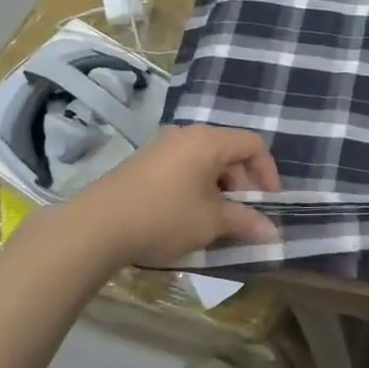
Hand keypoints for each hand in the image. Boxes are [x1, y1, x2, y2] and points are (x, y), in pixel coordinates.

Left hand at [50, 125, 281, 265]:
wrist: (95, 226)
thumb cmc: (163, 217)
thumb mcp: (211, 222)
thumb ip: (246, 222)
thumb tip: (273, 233)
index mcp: (209, 140)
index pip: (254, 144)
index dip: (268, 173)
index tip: (268, 204)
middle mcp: (188, 134)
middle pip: (230, 151)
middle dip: (244, 184)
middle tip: (243, 217)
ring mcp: (163, 146)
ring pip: (206, 161)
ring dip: (220, 188)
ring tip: (215, 221)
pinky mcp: (144, 162)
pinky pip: (184, 167)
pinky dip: (197, 187)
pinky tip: (188, 216)